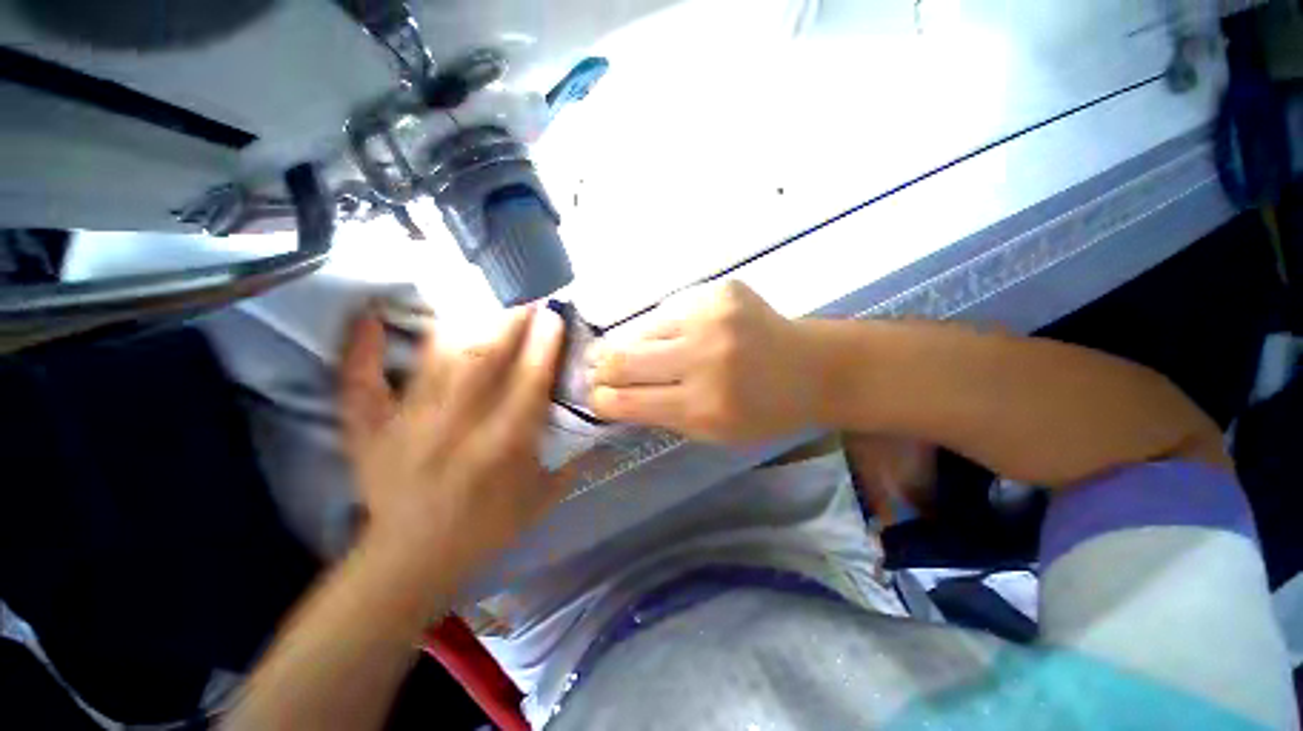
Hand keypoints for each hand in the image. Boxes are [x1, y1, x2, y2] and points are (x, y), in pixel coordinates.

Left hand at [338, 305, 569, 583]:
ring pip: (435, 363)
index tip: (553, 317)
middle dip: (508, 324)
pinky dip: (361, 351)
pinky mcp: (371, 433)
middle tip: (525, 299)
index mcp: (502, 449)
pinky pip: (360, 385)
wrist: (413, 560)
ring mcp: (407, 428)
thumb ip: (574, 459)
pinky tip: (370, 318)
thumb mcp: (543, 498)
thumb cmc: (486, 529)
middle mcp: (456, 430)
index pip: (528, 384)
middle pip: (483, 362)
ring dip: (463, 326)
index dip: (542, 346)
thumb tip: (598, 424)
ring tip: (481, 301)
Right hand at [590, 281, 818, 442]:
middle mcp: (703, 358)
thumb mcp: (714, 432)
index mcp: (703, 406)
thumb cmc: (765, 411)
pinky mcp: (720, 290)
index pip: (625, 401)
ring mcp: (711, 317)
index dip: (601, 399)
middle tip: (600, 370)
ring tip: (649, 352)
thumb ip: (662, 414)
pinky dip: (668, 327)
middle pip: (621, 359)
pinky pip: (671, 311)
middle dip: (602, 368)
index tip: (595, 395)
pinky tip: (685, 334)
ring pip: (642, 330)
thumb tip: (616, 396)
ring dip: (637, 345)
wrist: (814, 368)